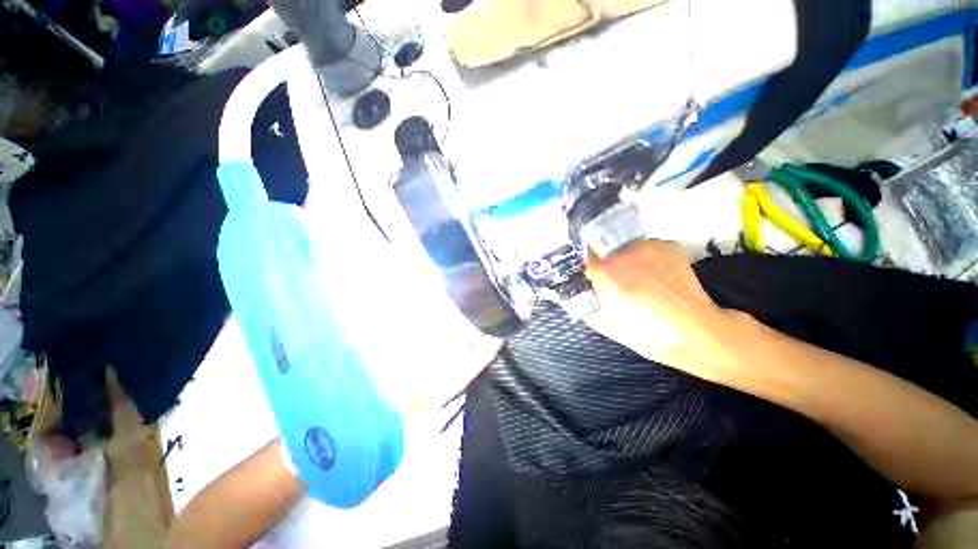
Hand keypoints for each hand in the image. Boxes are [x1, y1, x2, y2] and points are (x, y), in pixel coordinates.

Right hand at [584, 240, 745, 382]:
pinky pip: (648, 248)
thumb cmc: (647, 334)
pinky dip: (647, 258)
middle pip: (603, 249)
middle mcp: (624, 253)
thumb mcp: (606, 323)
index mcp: (606, 272)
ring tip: (638, 277)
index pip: (583, 255)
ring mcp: (648, 246)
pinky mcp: (668, 246)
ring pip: (626, 247)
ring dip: (626, 260)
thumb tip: (579, 292)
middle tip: (613, 279)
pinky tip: (656, 275)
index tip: (585, 271)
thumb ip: (588, 302)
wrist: (696, 332)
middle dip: (604, 262)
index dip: (583, 263)